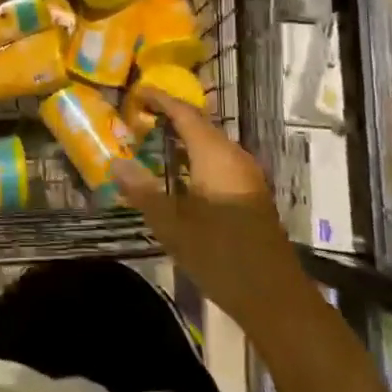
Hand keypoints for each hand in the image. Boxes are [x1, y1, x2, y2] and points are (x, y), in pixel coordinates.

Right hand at [114, 91, 301, 336]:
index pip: (184, 113)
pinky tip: (179, 173)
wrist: (275, 298)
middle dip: (170, 116)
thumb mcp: (172, 225)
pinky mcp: (251, 193)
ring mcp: (246, 175)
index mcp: (215, 155)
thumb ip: (143, 190)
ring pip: (210, 143)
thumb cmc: (220, 256)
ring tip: (152, 140)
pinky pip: (218, 160)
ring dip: (183, 137)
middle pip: (199, 124)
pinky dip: (195, 155)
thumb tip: (116, 162)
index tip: (136, 93)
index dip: (160, 100)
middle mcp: (233, 156)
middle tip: (138, 117)